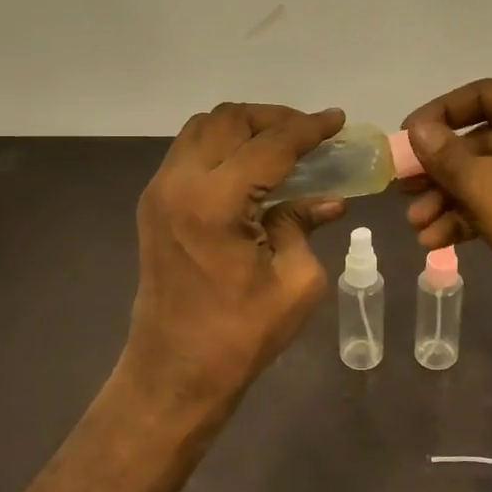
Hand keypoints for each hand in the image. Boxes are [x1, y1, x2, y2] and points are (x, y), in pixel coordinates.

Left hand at [121, 103, 346, 408]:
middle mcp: (179, 183)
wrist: (174, 374)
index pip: (271, 144)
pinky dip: (223, 145)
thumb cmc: (239, 336)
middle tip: (309, 134)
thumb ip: (305, 225)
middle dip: (274, 118)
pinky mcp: (154, 204)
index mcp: (215, 203)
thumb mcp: (295, 282)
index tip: (337, 120)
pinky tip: (252, 168)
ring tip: (281, 146)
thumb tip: (328, 198)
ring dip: (245, 128)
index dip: (309, 128)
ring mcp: (160, 191)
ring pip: (203, 128)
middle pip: (229, 119)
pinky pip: (190, 151)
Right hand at [399, 79, 491, 342]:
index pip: (484, 95)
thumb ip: (447, 156)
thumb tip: (417, 130)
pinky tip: (438, 242)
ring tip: (416, 226)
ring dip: (450, 200)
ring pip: (490, 179)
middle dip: (440, 170)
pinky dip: (472, 219)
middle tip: (403, 189)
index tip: (406, 138)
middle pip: (483, 142)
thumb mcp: (490, 185)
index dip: (440, 113)